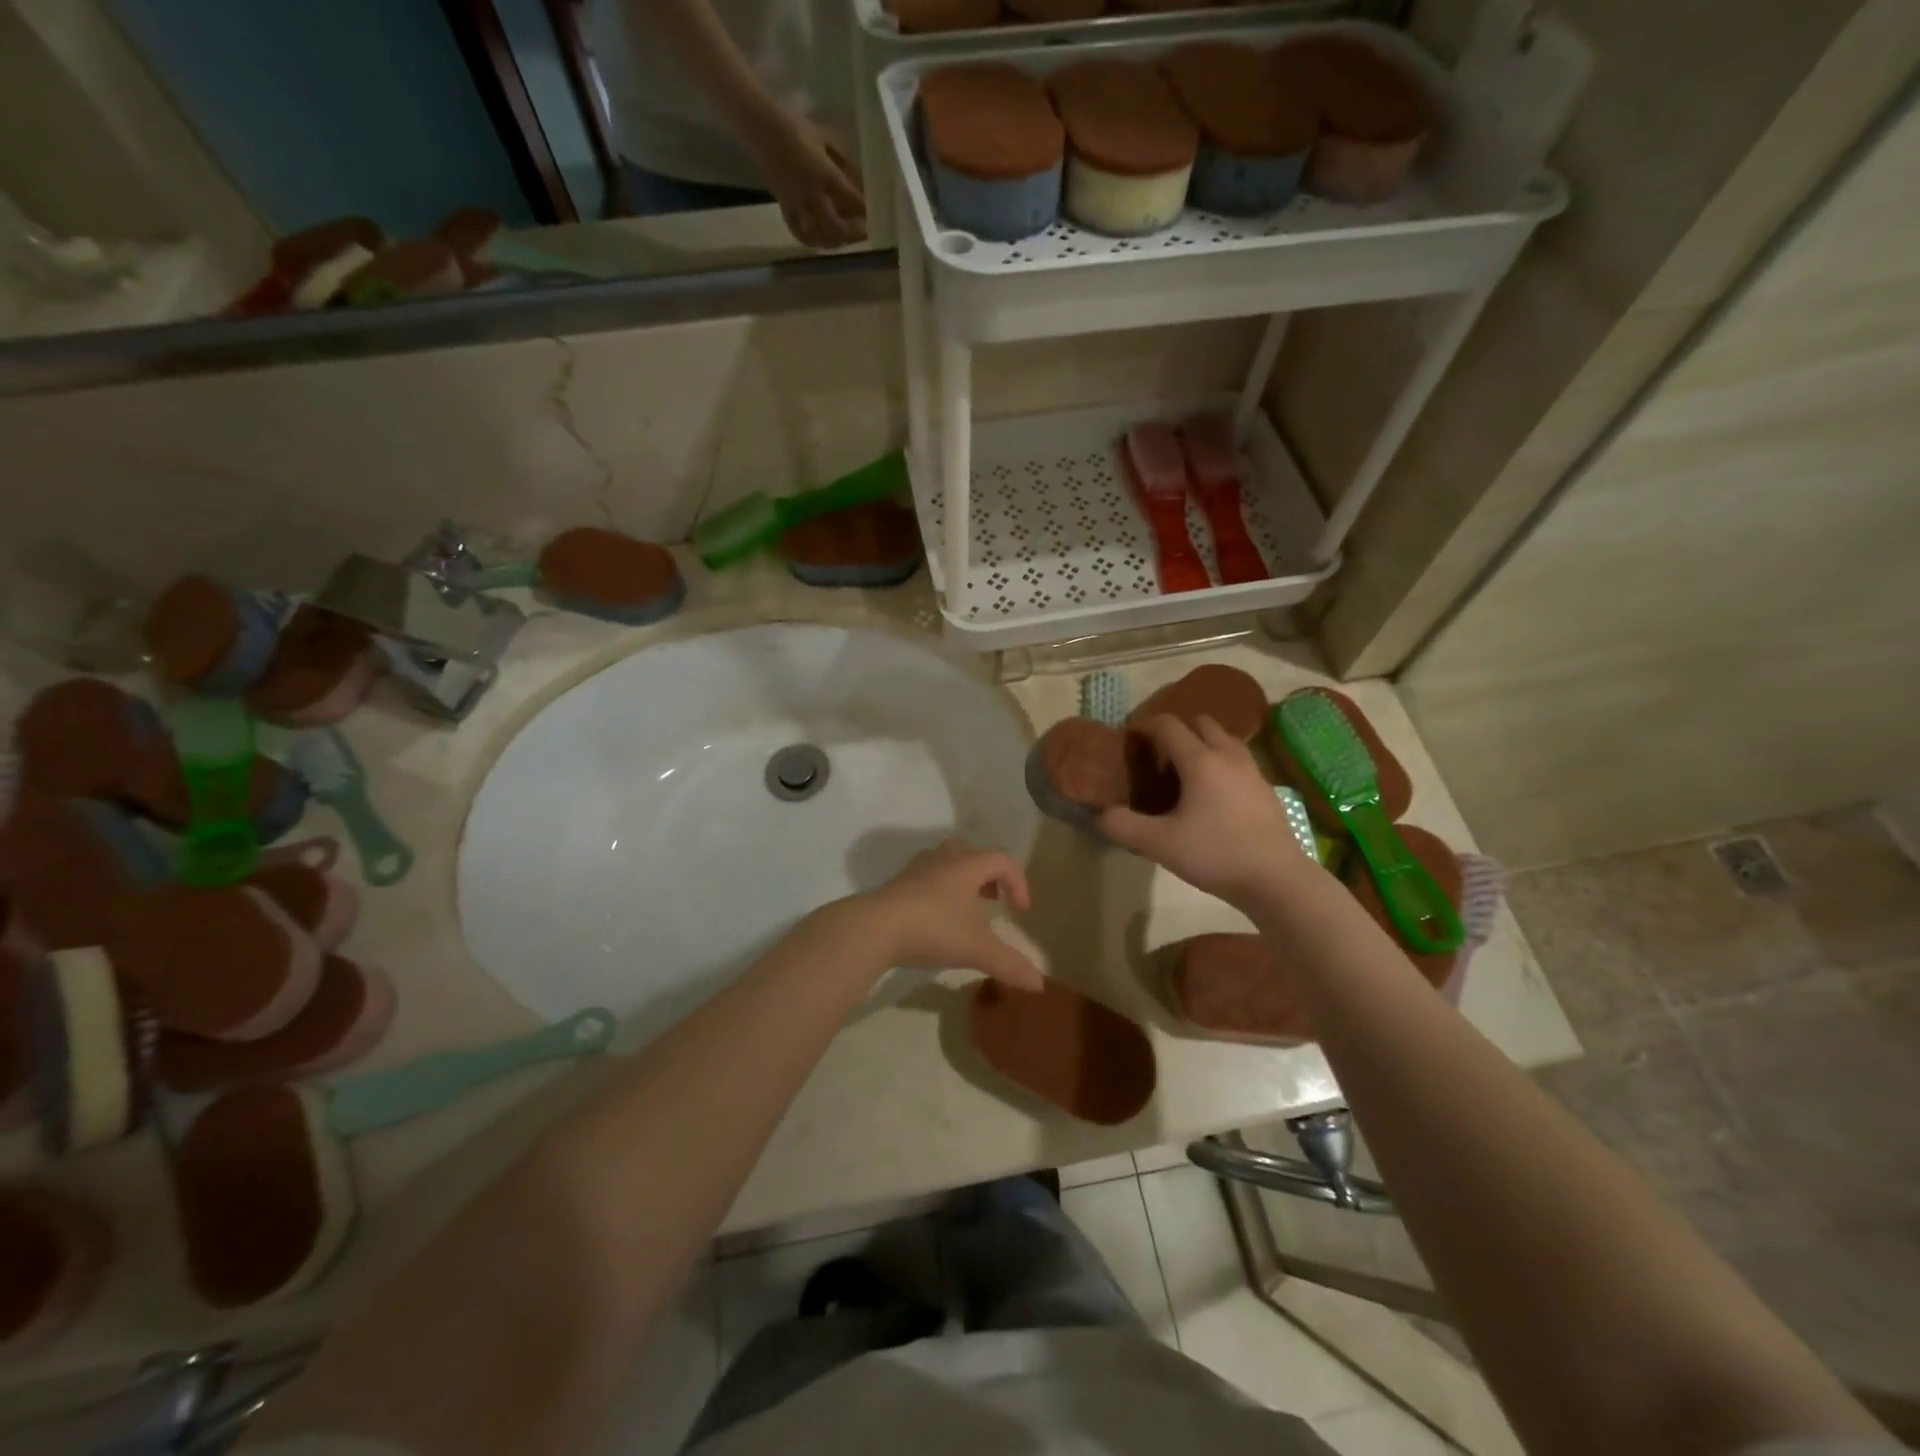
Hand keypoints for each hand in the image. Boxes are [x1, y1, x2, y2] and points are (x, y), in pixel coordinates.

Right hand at [746, 107, 865, 249]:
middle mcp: (811, 193)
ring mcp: (796, 202)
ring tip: (847, 239)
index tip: (877, 213)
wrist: (759, 124)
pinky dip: (812, 241)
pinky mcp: (784, 206)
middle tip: (865, 232)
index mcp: (823, 172)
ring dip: (836, 241)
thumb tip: (860, 180)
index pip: (850, 198)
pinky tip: (822, 241)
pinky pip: (798, 232)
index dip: (865, 209)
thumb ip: (843, 160)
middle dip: (853, 232)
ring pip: (819, 234)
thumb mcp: (825, 137)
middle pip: (836, 225)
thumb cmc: (795, 125)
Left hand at [849, 839, 1043, 990]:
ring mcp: (916, 869)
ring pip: (947, 862)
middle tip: (993, 900)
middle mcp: (943, 859)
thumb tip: (1040, 985)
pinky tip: (936, 918)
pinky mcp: (896, 883)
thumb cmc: (932, 929)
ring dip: (962, 880)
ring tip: (966, 909)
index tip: (1020, 911)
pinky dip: (939, 890)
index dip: (1018, 882)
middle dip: (988, 874)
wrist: (873, 928)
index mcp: (967, 865)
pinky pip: (927, 877)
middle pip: (972, 853)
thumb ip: (1010, 964)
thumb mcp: (976, 949)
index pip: (1002, 860)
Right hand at [1100, 715, 1310, 909]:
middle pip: (1201, 723)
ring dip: (1202, 743)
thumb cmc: (1216, 855)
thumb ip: (1124, 826)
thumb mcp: (1159, 844)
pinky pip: (1238, 760)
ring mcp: (1252, 771)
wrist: (1277, 879)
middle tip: (1158, 753)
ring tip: (1184, 769)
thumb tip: (1101, 814)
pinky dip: (1220, 762)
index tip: (1129, 736)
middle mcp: (1227, 756)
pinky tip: (1211, 792)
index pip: (1168, 725)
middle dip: (1177, 729)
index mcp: (1200, 761)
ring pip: (1224, 739)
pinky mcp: (1266, 789)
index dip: (1145, 725)